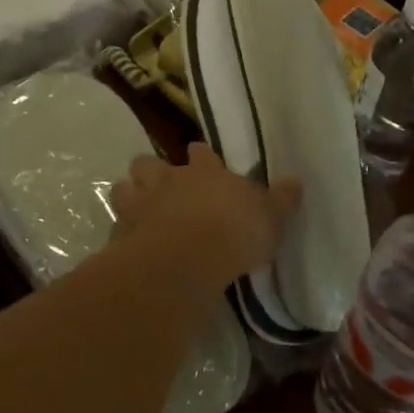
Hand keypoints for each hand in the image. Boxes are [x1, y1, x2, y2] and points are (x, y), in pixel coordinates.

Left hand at [110, 143, 302, 288]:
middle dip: (151, 170)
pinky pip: (116, 226)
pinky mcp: (121, 233)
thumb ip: (281, 200)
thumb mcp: (270, 218)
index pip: (200, 152)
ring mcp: (140, 204)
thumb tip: (296, 180)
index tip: (200, 157)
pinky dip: (122, 232)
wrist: (184, 259)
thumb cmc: (233, 232)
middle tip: (160, 185)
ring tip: (137, 209)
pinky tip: (129, 244)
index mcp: (204, 171)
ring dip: (129, 195)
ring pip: (124, 187)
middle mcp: (168, 179)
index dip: (200, 155)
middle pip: (149, 162)